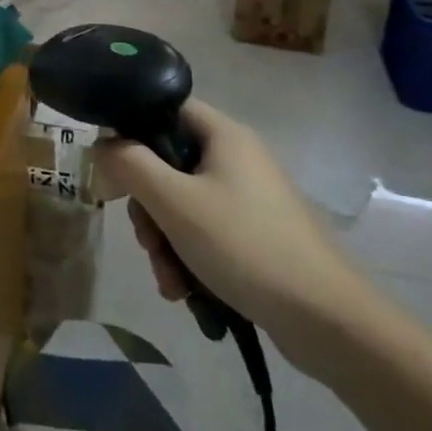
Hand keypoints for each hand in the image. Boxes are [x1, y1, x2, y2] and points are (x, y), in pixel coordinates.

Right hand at [92, 100, 377, 377]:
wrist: (329, 321)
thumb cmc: (245, 246)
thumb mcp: (174, 203)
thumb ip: (130, 165)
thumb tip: (102, 144)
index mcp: (223, 135)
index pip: (165, 108)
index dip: (132, 130)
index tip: (113, 168)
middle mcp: (236, 158)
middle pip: (168, 164)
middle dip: (148, 208)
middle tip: (146, 240)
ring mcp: (248, 199)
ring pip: (182, 204)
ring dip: (165, 241)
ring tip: (169, 281)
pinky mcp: (256, 235)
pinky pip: (205, 233)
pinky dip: (189, 257)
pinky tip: (185, 292)